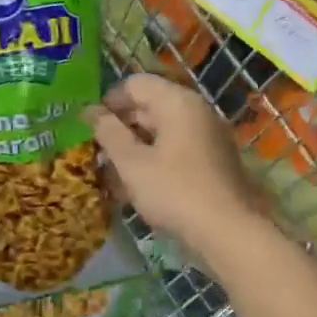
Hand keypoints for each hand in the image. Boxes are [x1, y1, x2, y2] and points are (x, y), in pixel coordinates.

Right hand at [84, 73, 263, 263]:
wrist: (227, 232)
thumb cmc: (174, 192)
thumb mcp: (132, 163)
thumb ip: (109, 133)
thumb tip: (90, 111)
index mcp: (177, 102)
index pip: (135, 84)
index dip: (108, 102)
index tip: (89, 128)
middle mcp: (196, 111)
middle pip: (149, 106)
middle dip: (120, 128)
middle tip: (97, 154)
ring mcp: (208, 136)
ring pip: (161, 132)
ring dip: (134, 148)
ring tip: (112, 175)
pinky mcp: (212, 160)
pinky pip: (176, 150)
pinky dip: (154, 161)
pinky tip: (136, 187)